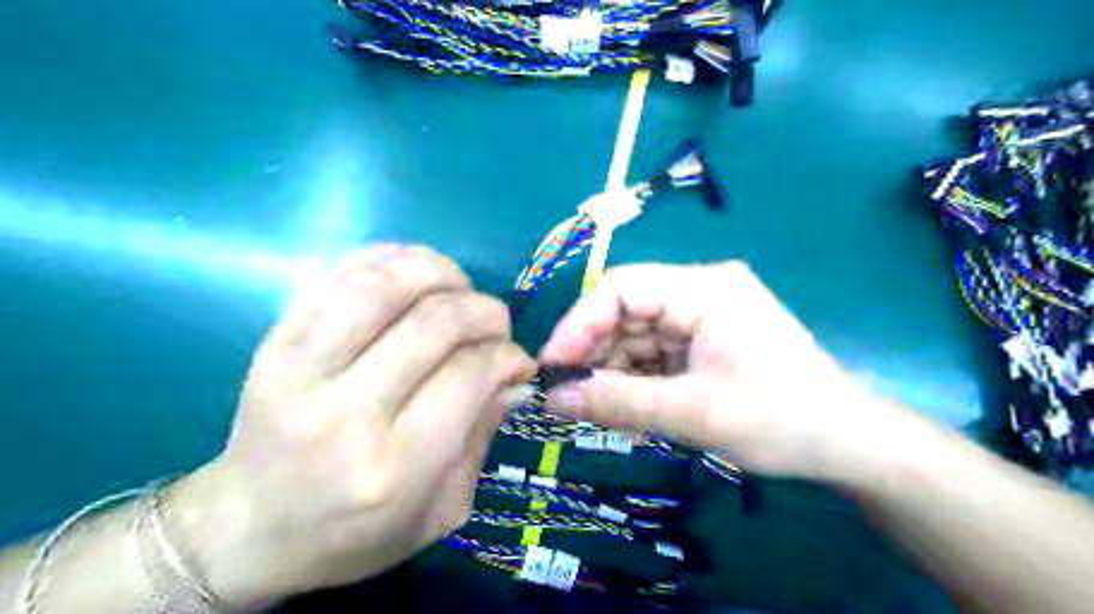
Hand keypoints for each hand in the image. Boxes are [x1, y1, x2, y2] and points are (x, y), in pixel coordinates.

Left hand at [170, 248, 534, 607]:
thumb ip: (482, 437)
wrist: (246, 528)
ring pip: (383, 285)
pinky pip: (338, 274)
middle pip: (435, 322)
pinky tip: (416, 273)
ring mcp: (300, 368)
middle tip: (497, 325)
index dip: (507, 356)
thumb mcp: (440, 511)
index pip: (468, 374)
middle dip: (485, 311)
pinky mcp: (274, 340)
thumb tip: (515, 377)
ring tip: (459, 288)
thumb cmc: (354, 535)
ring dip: (440, 272)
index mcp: (393, 466)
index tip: (519, 362)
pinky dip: (389, 258)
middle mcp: (345, 412)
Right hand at [538, 263, 905, 483]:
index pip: (623, 288)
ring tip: (596, 411)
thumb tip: (552, 401)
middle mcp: (700, 292)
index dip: (580, 323)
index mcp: (704, 288)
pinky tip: (627, 410)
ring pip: (637, 337)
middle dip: (595, 354)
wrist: (847, 445)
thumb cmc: (779, 420)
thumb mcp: (692, 413)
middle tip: (567, 397)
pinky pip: (655, 355)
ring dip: (613, 372)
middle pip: (627, 312)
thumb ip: (618, 403)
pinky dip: (636, 381)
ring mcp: (703, 317)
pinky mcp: (704, 342)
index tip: (553, 367)